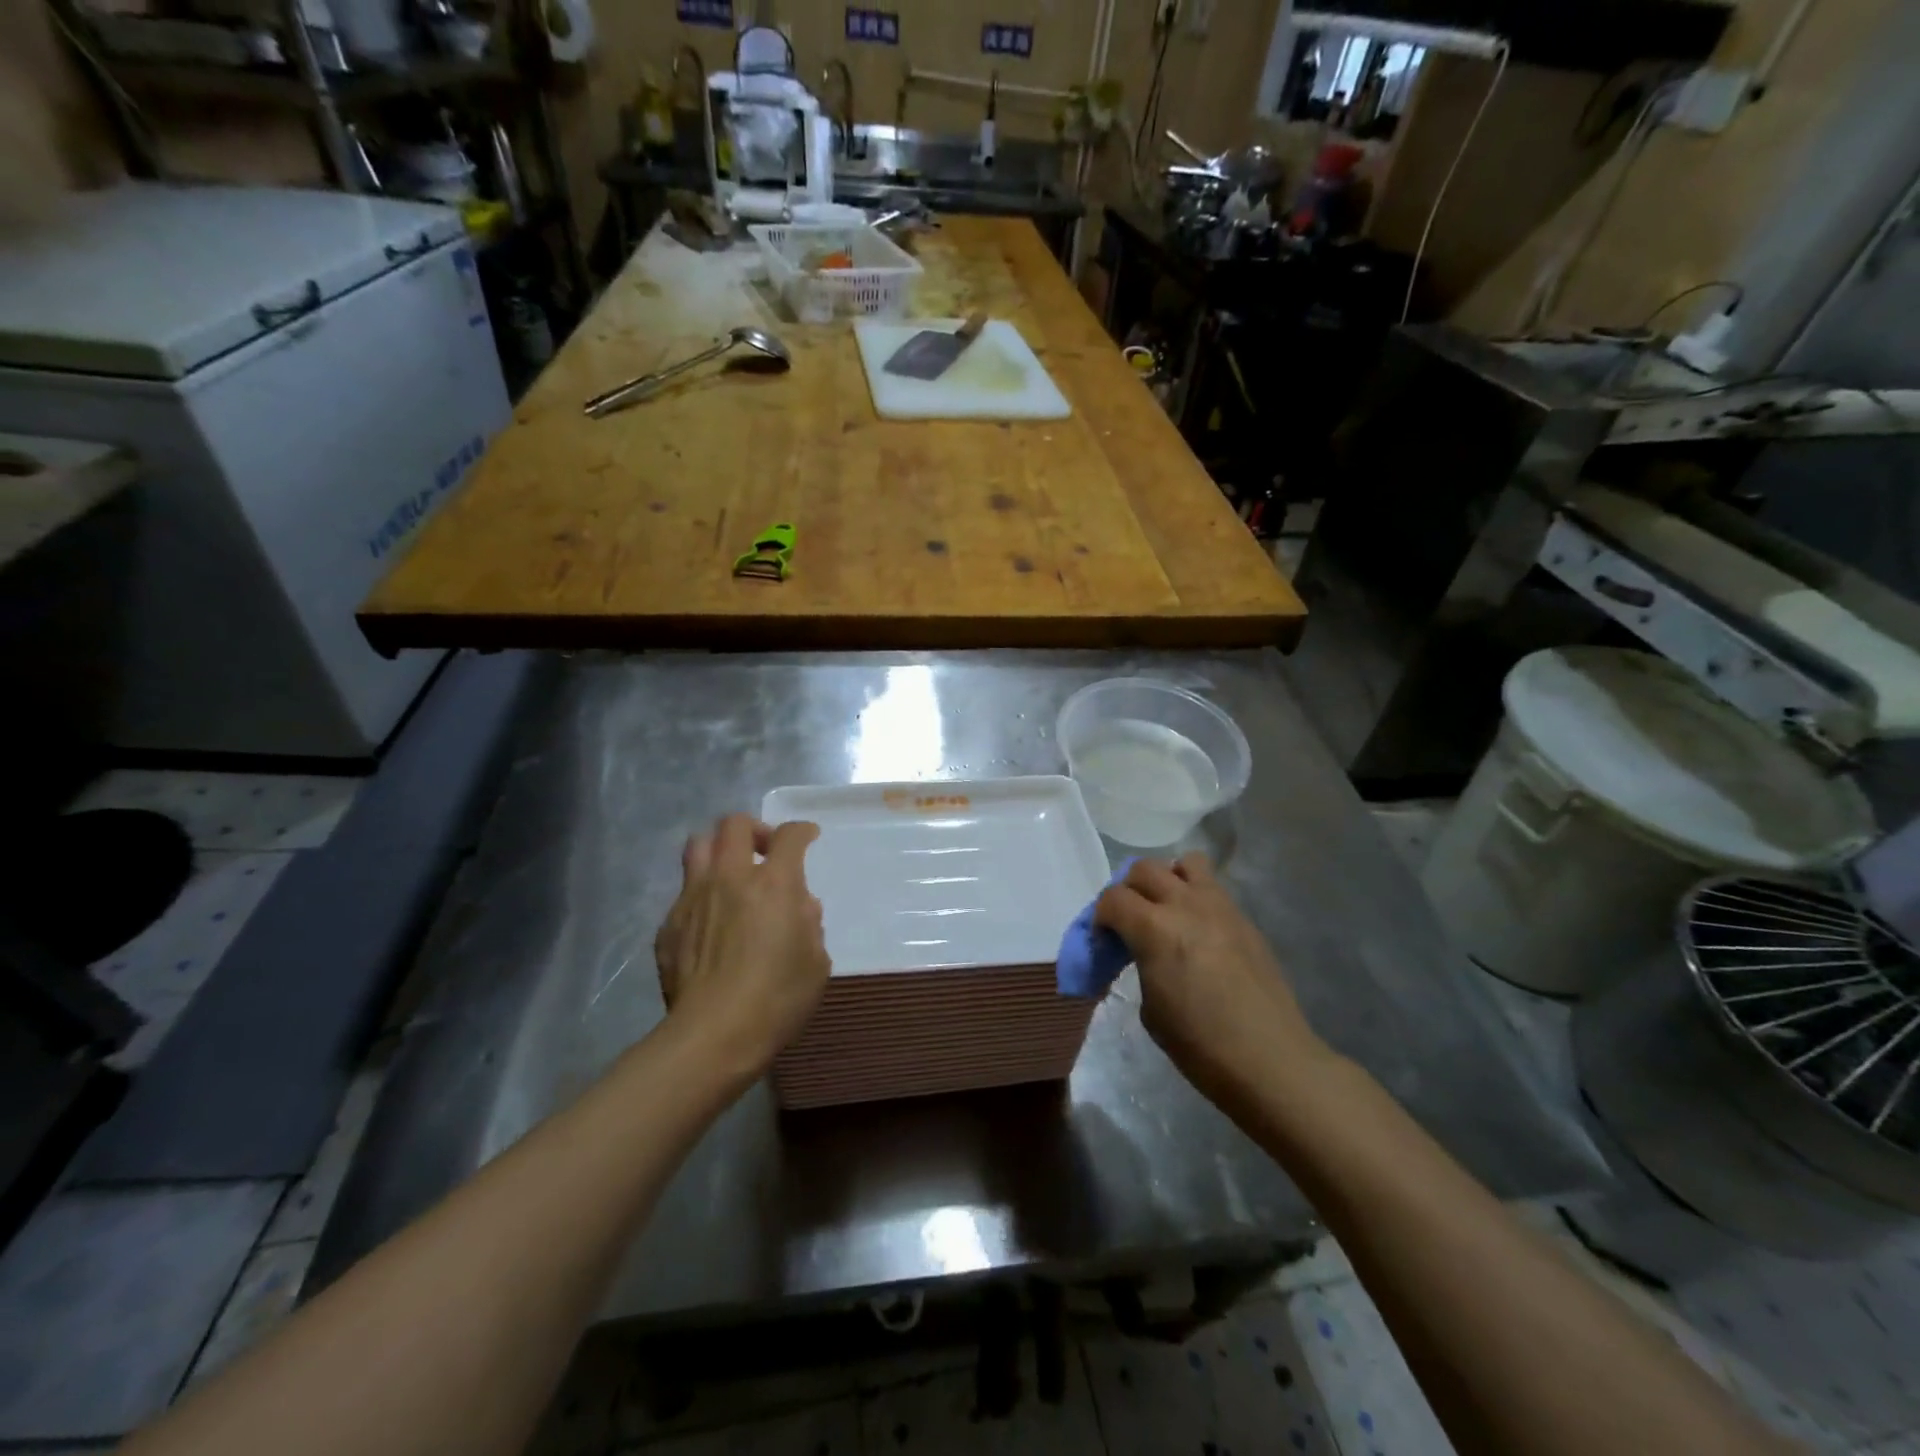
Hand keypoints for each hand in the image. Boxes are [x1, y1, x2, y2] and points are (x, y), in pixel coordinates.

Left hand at [654, 813, 829, 1081]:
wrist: (712, 1036)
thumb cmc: (777, 999)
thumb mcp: (815, 963)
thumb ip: (810, 924)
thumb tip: (799, 906)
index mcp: (774, 884)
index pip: (789, 836)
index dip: (801, 831)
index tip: (808, 837)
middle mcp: (731, 878)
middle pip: (734, 824)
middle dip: (754, 830)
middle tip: (765, 852)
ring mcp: (693, 898)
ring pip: (698, 845)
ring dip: (719, 850)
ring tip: (731, 874)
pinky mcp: (669, 924)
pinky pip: (684, 891)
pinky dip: (701, 894)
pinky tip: (710, 923)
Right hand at [1094, 855, 1326, 1106]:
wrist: (1270, 1060)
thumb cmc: (1200, 1044)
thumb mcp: (1150, 1008)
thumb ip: (1141, 964)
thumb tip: (1143, 954)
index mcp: (1155, 928)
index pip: (1112, 898)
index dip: (1100, 917)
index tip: (1104, 941)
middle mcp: (1186, 905)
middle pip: (1144, 869)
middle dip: (1129, 890)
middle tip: (1130, 922)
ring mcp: (1221, 907)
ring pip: (1186, 863)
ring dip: (1168, 880)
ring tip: (1167, 911)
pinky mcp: (1245, 920)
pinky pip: (1213, 889)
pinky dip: (1197, 898)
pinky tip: (1199, 934)